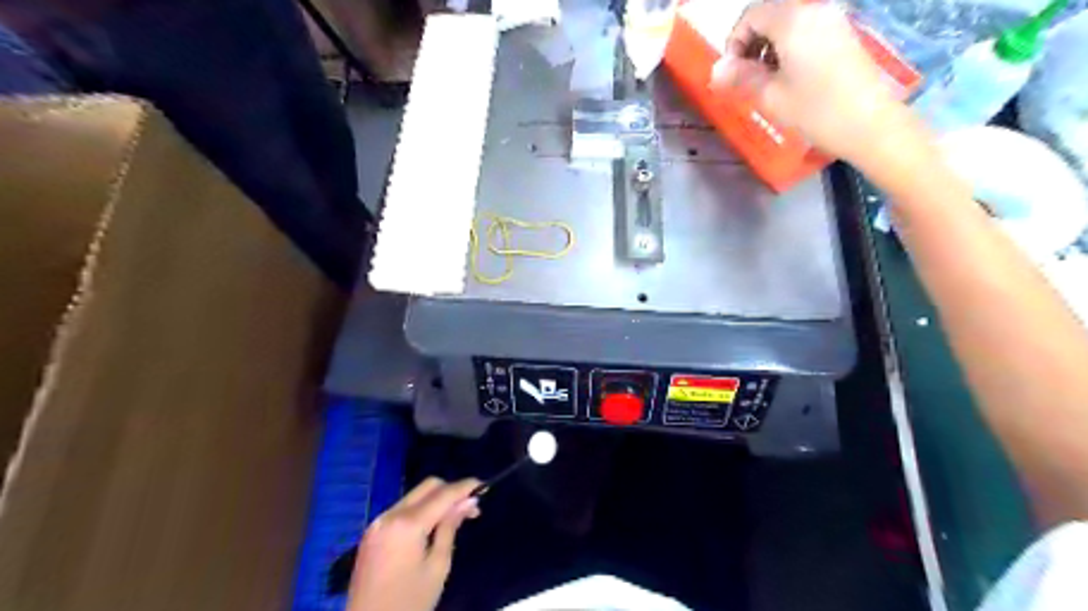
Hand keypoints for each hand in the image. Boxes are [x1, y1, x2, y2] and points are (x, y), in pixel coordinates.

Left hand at [347, 476, 484, 610]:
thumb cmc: (409, 603)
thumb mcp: (437, 567)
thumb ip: (450, 528)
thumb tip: (468, 502)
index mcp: (407, 524)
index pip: (443, 494)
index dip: (465, 487)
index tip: (484, 486)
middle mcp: (390, 515)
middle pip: (427, 487)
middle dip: (451, 490)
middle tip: (470, 507)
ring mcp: (377, 522)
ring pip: (414, 496)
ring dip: (436, 500)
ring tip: (454, 518)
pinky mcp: (372, 532)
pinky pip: (402, 509)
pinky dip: (420, 510)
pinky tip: (431, 526)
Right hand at [715, 0, 915, 163]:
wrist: (870, 124)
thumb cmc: (816, 110)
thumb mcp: (771, 96)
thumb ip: (741, 77)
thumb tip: (716, 70)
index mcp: (793, 20)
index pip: (752, 14)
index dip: (734, 41)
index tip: (731, 72)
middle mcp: (814, 10)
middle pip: (771, 14)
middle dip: (751, 42)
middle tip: (745, 77)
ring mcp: (833, 20)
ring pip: (789, 22)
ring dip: (769, 46)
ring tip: (767, 81)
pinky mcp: (844, 34)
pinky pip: (807, 30)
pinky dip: (789, 47)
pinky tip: (789, 77)